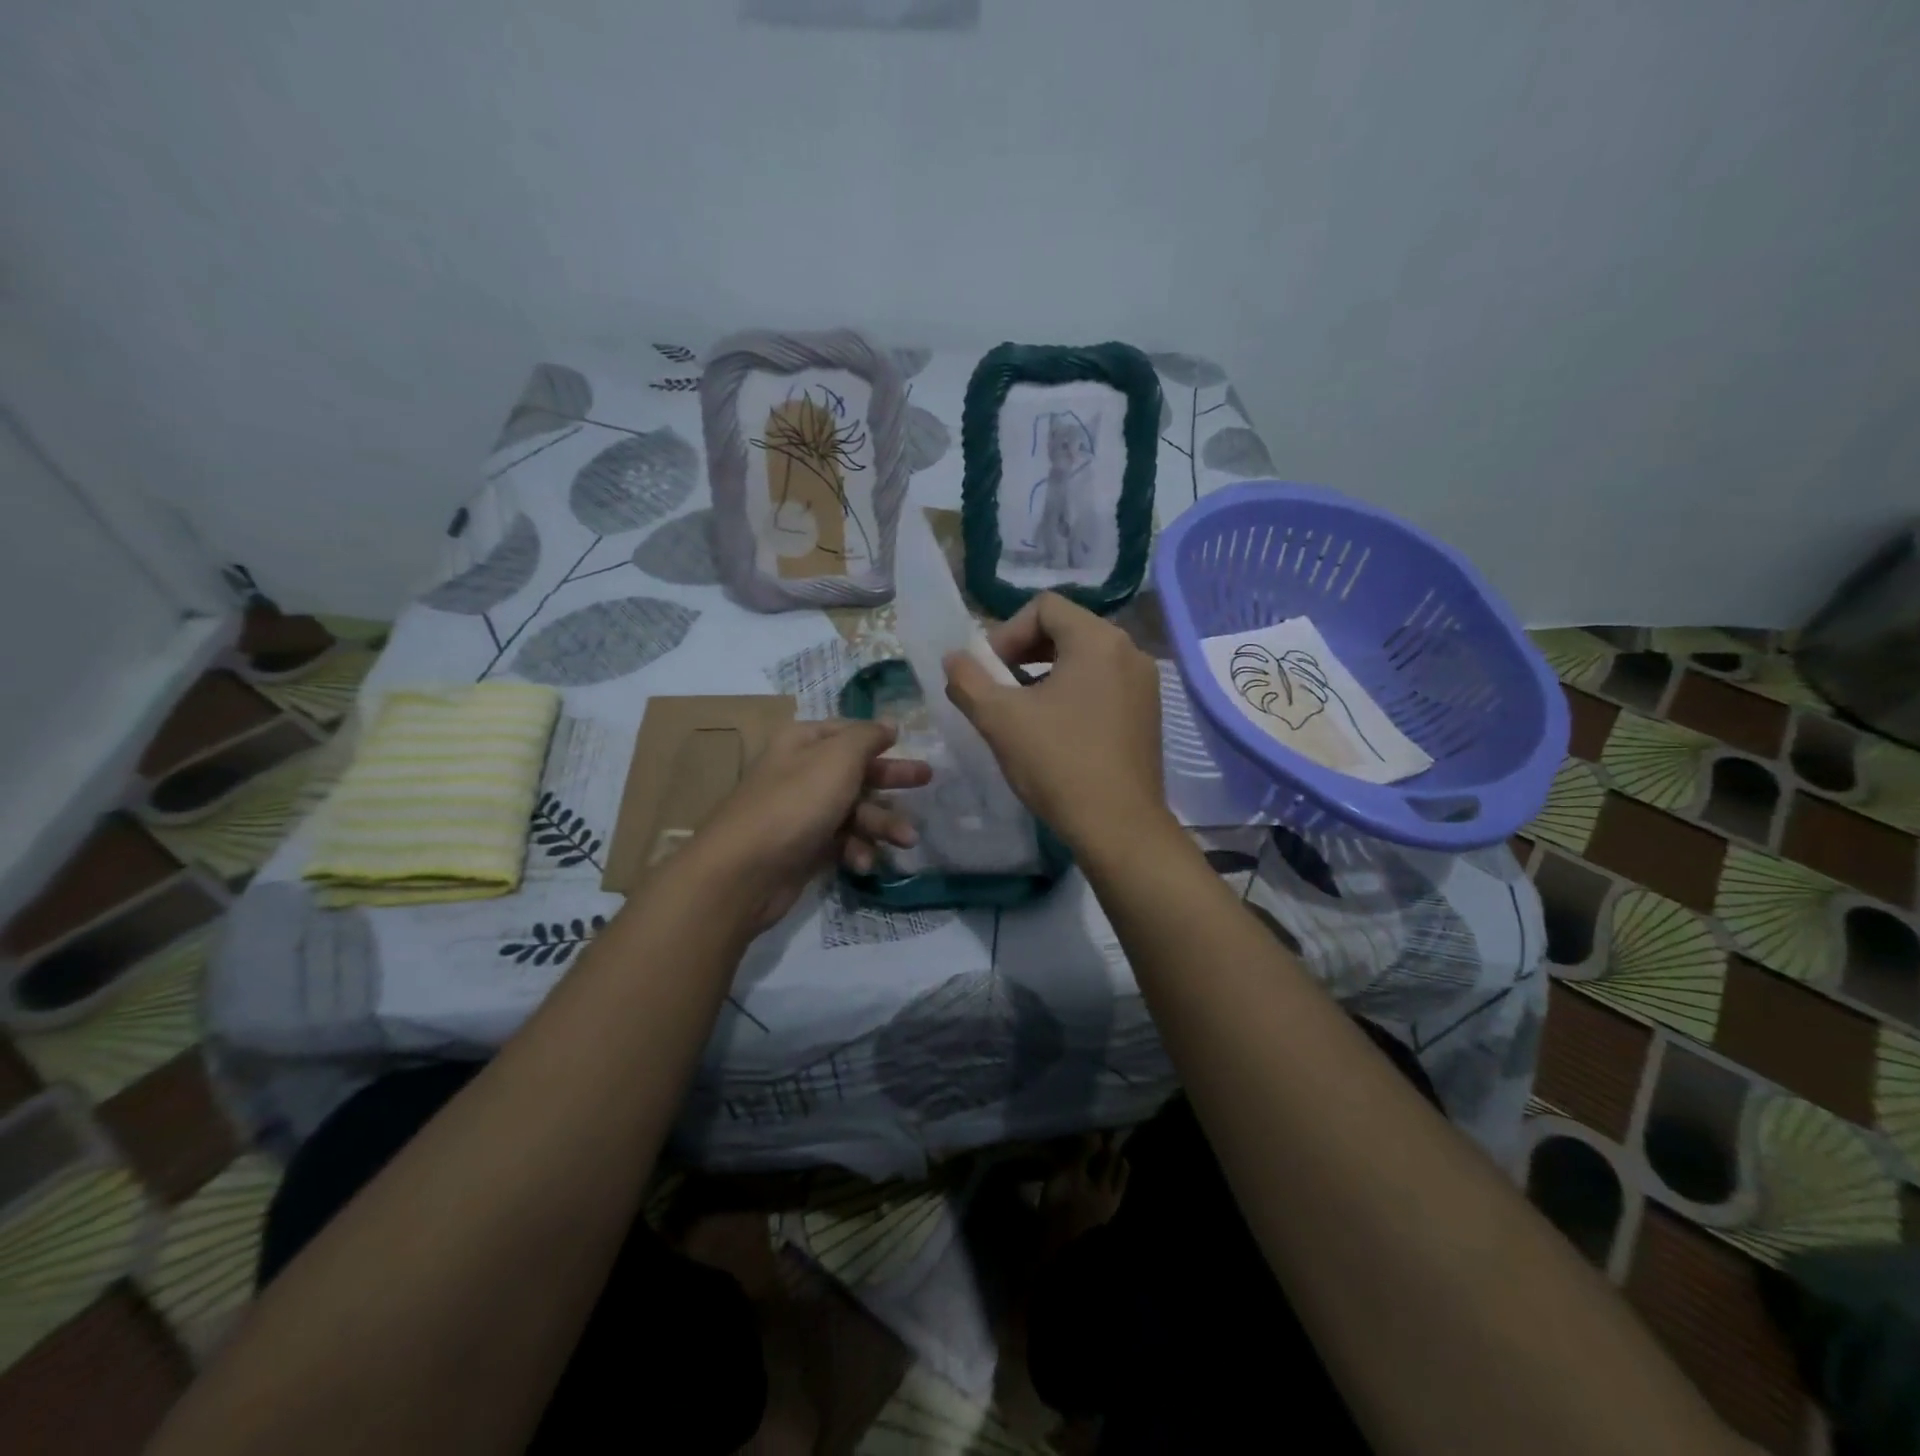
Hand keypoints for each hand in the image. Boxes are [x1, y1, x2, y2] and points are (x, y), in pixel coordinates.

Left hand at [696, 720, 930, 925]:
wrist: (744, 872)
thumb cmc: (796, 803)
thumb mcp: (838, 759)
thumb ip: (867, 737)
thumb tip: (889, 723)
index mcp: (804, 743)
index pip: (847, 732)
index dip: (877, 737)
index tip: (908, 743)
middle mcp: (801, 773)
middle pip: (856, 770)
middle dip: (891, 779)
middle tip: (927, 781)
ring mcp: (803, 813)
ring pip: (855, 810)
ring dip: (882, 824)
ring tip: (907, 840)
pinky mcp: (805, 848)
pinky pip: (842, 841)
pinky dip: (857, 850)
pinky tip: (863, 862)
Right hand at [942, 592, 1165, 848]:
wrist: (1118, 827)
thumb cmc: (1058, 763)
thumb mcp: (999, 719)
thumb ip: (968, 680)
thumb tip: (953, 659)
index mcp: (1098, 640)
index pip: (1044, 607)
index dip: (1006, 633)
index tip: (989, 672)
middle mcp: (1129, 650)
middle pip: (1066, 629)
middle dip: (1024, 652)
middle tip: (999, 687)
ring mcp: (1145, 683)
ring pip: (1085, 658)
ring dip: (1046, 673)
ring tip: (1022, 710)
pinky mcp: (1148, 713)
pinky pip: (1104, 684)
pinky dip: (1074, 692)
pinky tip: (1055, 729)